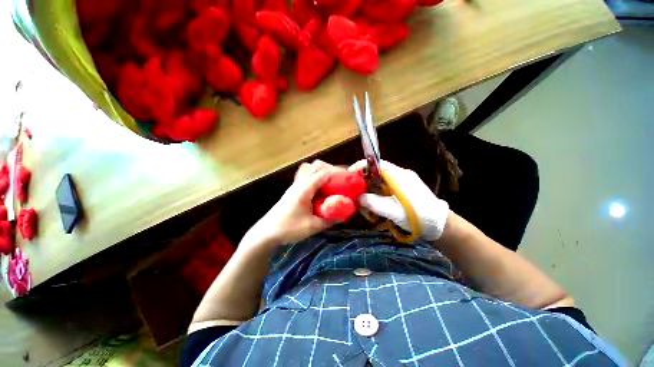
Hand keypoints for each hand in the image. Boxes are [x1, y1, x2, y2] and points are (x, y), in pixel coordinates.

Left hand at [244, 160, 340, 247]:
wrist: (266, 233)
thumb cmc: (288, 228)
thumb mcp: (312, 226)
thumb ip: (329, 220)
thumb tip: (344, 215)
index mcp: (304, 189)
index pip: (323, 173)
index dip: (337, 173)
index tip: (348, 179)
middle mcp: (299, 183)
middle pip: (315, 165)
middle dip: (329, 169)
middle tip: (338, 180)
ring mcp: (295, 186)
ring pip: (308, 169)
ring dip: (320, 173)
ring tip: (330, 184)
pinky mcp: (292, 191)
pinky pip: (305, 178)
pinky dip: (314, 179)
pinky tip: (319, 192)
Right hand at [349, 160, 449, 240]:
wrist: (440, 226)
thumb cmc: (417, 216)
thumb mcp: (392, 211)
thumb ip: (372, 202)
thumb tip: (358, 198)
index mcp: (398, 175)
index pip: (376, 163)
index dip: (361, 166)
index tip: (349, 175)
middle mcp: (400, 175)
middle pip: (376, 174)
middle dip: (364, 184)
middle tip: (355, 195)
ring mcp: (402, 183)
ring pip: (380, 183)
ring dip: (370, 193)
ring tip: (366, 207)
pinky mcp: (403, 191)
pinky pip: (386, 190)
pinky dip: (378, 198)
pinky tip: (376, 209)